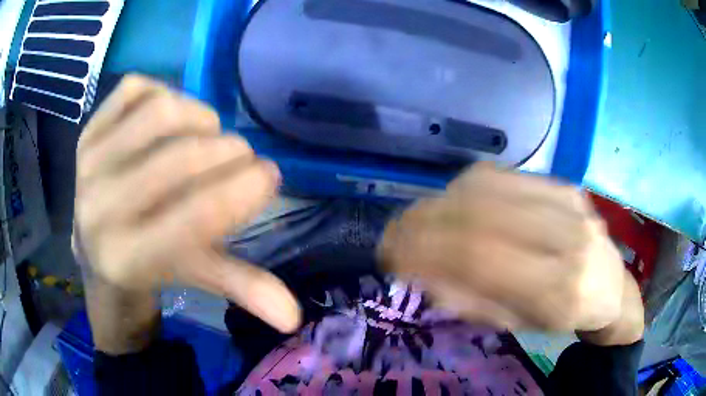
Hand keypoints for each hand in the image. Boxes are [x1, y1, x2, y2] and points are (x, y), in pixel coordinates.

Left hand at [74, 75, 299, 334]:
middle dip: (228, 151)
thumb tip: (295, 315)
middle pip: (180, 158)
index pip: (196, 215)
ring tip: (207, 134)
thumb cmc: (148, 265)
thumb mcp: (195, 278)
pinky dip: (163, 92)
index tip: (270, 175)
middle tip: (242, 157)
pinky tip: (170, 118)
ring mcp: (89, 162)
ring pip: (160, 111)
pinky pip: (134, 89)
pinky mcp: (87, 131)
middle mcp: (100, 208)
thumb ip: (243, 290)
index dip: (244, 189)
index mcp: (127, 258)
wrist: (94, 245)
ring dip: (199, 117)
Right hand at [380, 164, 643, 344]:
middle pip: (479, 213)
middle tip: (395, 232)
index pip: (479, 256)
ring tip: (419, 219)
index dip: (423, 248)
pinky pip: (502, 176)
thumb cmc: (561, 316)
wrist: (608, 283)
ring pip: (487, 186)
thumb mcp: (516, 325)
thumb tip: (421, 270)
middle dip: (423, 220)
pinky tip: (456, 204)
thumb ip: (469, 299)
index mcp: (557, 290)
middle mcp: (566, 237)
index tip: (389, 251)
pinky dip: (466, 188)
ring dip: (439, 201)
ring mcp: (568, 201)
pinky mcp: (563, 182)